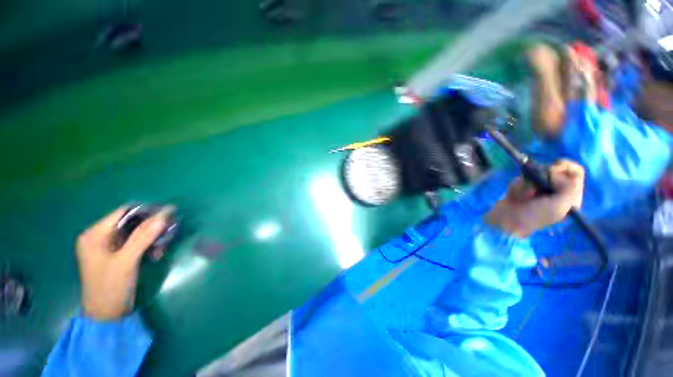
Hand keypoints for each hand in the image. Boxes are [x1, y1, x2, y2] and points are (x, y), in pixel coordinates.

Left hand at [76, 206, 173, 320]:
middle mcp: (101, 237)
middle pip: (132, 222)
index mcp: (95, 235)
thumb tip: (164, 215)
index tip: (170, 214)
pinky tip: (157, 254)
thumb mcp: (127, 261)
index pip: (123, 213)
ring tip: (162, 249)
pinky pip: (137, 243)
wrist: (107, 315)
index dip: (147, 211)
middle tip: (170, 232)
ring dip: (153, 238)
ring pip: (137, 233)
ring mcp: (110, 247)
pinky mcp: (119, 255)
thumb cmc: (111, 287)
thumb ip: (144, 237)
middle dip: (152, 227)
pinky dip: (149, 246)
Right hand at [485, 160, 584, 237]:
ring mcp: (539, 188)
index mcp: (570, 196)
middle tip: (535, 188)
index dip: (566, 166)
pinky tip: (515, 196)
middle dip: (542, 177)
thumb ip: (569, 188)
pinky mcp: (523, 187)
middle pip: (555, 170)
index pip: (576, 172)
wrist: (506, 220)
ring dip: (526, 183)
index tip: (555, 166)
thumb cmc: (535, 216)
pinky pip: (522, 178)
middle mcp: (556, 190)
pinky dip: (517, 185)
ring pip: (536, 174)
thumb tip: (556, 173)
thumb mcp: (559, 206)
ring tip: (522, 196)